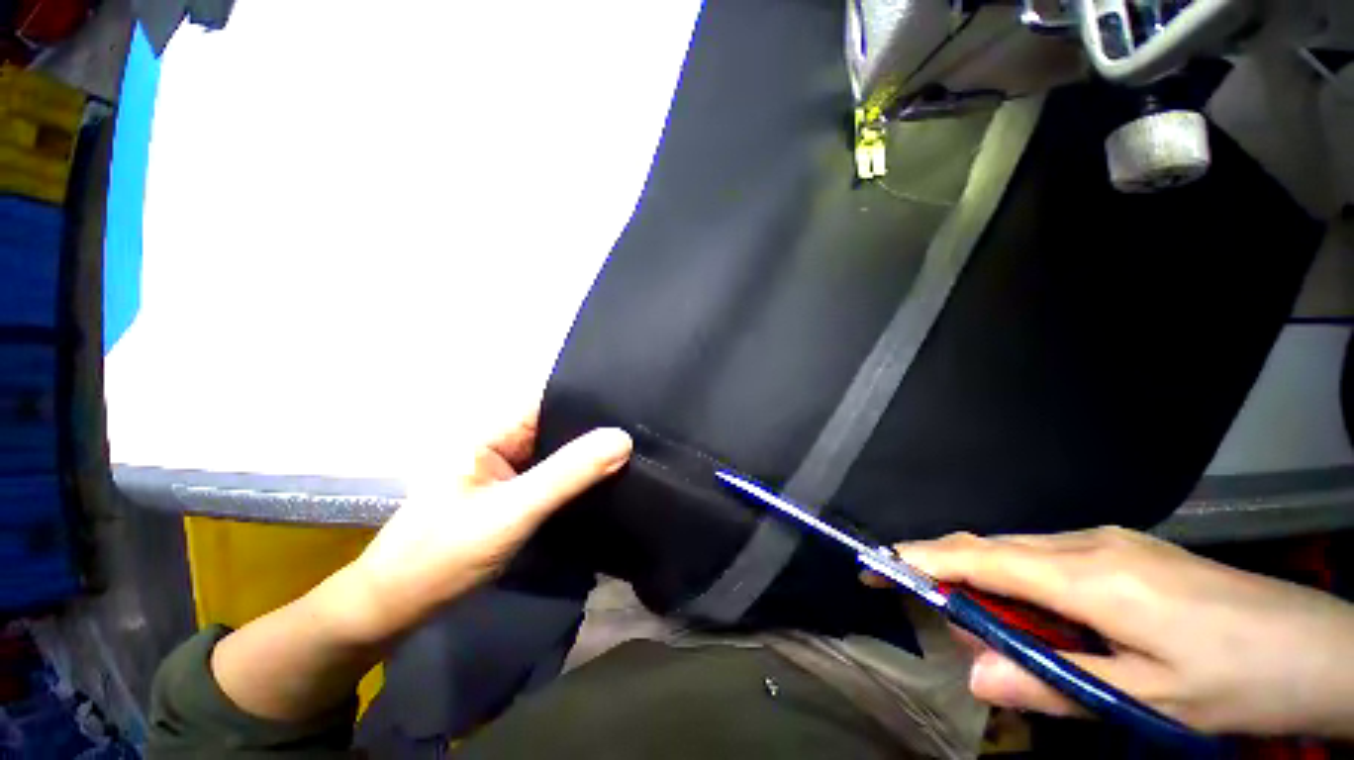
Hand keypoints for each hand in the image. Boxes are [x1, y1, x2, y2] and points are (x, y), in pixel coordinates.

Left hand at [335, 414, 631, 643]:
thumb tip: (623, 438)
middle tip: (645, 429)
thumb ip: (568, 474)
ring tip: (640, 449)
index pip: (552, 398)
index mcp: (494, 431)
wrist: (395, 609)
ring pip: (560, 452)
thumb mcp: (512, 512)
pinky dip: (580, 478)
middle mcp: (504, 442)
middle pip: (560, 424)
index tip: (634, 403)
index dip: (592, 398)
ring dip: (592, 454)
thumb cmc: (442, 555)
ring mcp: (510, 470)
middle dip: (598, 428)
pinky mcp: (515, 494)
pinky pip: (556, 476)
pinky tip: (610, 478)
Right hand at [874, 528, 1353, 738]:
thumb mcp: (1146, 700)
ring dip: (986, 578)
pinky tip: (1035, 610)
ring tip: (981, 622)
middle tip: (923, 603)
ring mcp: (1110, 540)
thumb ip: (1053, 685)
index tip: (879, 563)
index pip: (983, 558)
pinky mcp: (1125, 548)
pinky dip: (1020, 578)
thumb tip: (976, 677)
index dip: (925, 560)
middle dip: (947, 570)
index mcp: (1093, 577)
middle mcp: (1091, 543)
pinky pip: (1048, 554)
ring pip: (1020, 549)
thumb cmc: (1237, 681)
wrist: (1322, 647)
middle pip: (993, 546)